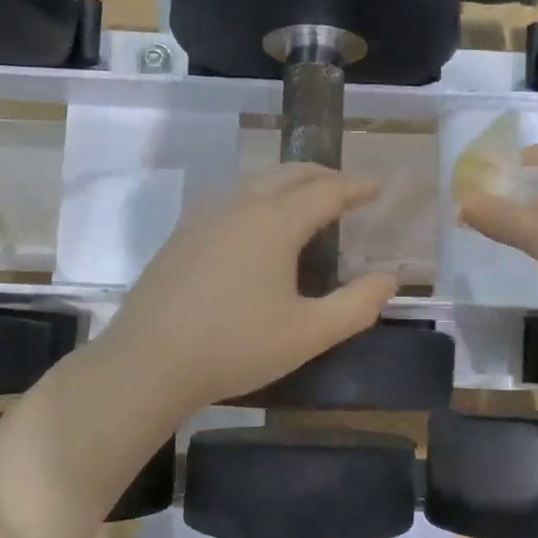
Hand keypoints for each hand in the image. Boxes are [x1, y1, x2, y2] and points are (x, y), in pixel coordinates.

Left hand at [97, 164, 397, 414]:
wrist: (148, 362)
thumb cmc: (235, 346)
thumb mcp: (309, 333)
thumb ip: (356, 305)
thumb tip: (389, 278)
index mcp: (274, 222)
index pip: (325, 192)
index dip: (355, 187)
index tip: (376, 186)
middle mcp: (239, 206)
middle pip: (288, 175)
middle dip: (323, 176)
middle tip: (347, 187)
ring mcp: (203, 218)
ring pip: (255, 183)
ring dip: (288, 183)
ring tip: (306, 200)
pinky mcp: (181, 236)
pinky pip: (230, 200)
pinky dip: (258, 198)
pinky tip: (255, 225)